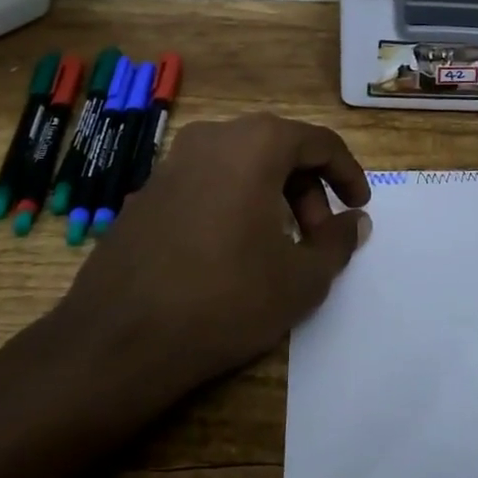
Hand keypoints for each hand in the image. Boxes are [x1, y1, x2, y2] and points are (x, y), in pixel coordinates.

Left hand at [54, 113, 372, 394]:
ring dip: (272, 197)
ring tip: (280, 247)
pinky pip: (208, 182)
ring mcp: (174, 161)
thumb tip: (355, 221)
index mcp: (256, 143)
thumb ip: (338, 242)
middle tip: (320, 238)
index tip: (360, 208)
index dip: (348, 174)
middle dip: (309, 191)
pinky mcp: (147, 190)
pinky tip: (233, 250)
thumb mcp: (301, 279)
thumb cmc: (224, 298)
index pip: (319, 143)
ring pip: (242, 165)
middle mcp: (213, 137)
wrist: (117, 339)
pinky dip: (235, 203)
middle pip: (279, 150)